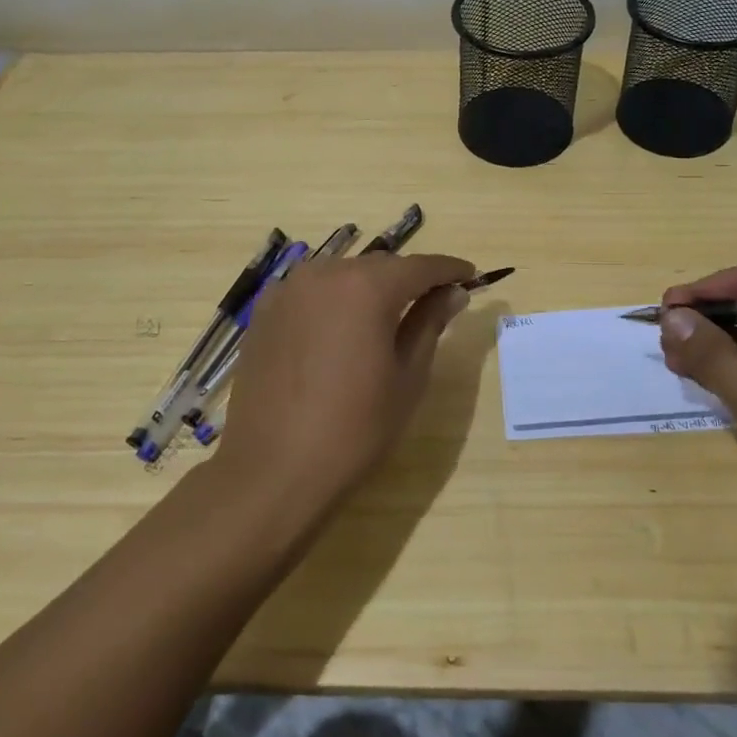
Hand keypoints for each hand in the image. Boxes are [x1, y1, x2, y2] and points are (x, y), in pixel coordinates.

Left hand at [210, 251, 474, 526]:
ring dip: (370, 287)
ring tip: (389, 316)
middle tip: (434, 301)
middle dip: (409, 279)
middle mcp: (325, 273)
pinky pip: (312, 292)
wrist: (273, 471)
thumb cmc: (355, 428)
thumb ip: (430, 323)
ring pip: (343, 274)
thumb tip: (453, 291)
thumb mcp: (408, 377)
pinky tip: (342, 327)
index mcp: (367, 286)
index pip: (420, 265)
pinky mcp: (265, 312)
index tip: (471, 274)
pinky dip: (335, 299)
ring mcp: (288, 290)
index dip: (449, 269)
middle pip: (380, 266)